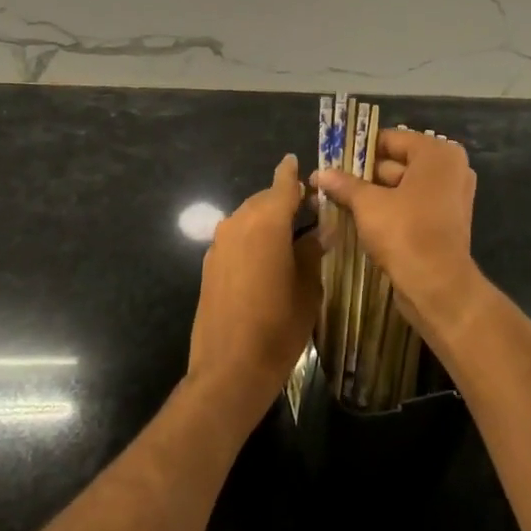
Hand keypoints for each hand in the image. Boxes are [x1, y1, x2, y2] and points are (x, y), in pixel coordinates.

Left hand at [189, 155, 320, 427]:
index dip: (292, 173)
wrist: (229, 369)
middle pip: (264, 200)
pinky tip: (267, 257)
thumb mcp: (308, 289)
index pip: (283, 185)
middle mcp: (238, 224)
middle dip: (284, 200)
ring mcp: (219, 244)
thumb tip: (320, 231)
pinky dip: (252, 237)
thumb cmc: (278, 328)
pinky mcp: (209, 265)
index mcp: (267, 223)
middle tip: (309, 210)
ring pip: (248, 218)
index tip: (297, 161)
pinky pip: (235, 238)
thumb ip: (312, 252)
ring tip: (290, 234)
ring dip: (267, 219)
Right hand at [312, 129, 481, 337]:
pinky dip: (388, 210)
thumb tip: (320, 173)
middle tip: (329, 183)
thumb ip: (345, 184)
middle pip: (396, 163)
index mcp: (437, 154)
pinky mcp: (444, 222)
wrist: (437, 286)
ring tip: (335, 200)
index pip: (390, 139)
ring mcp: (450, 197)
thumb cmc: (405, 232)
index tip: (332, 160)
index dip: (358, 150)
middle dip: (362, 175)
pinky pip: (411, 207)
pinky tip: (356, 218)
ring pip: (402, 188)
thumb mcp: (368, 204)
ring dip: (371, 195)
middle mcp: (449, 170)